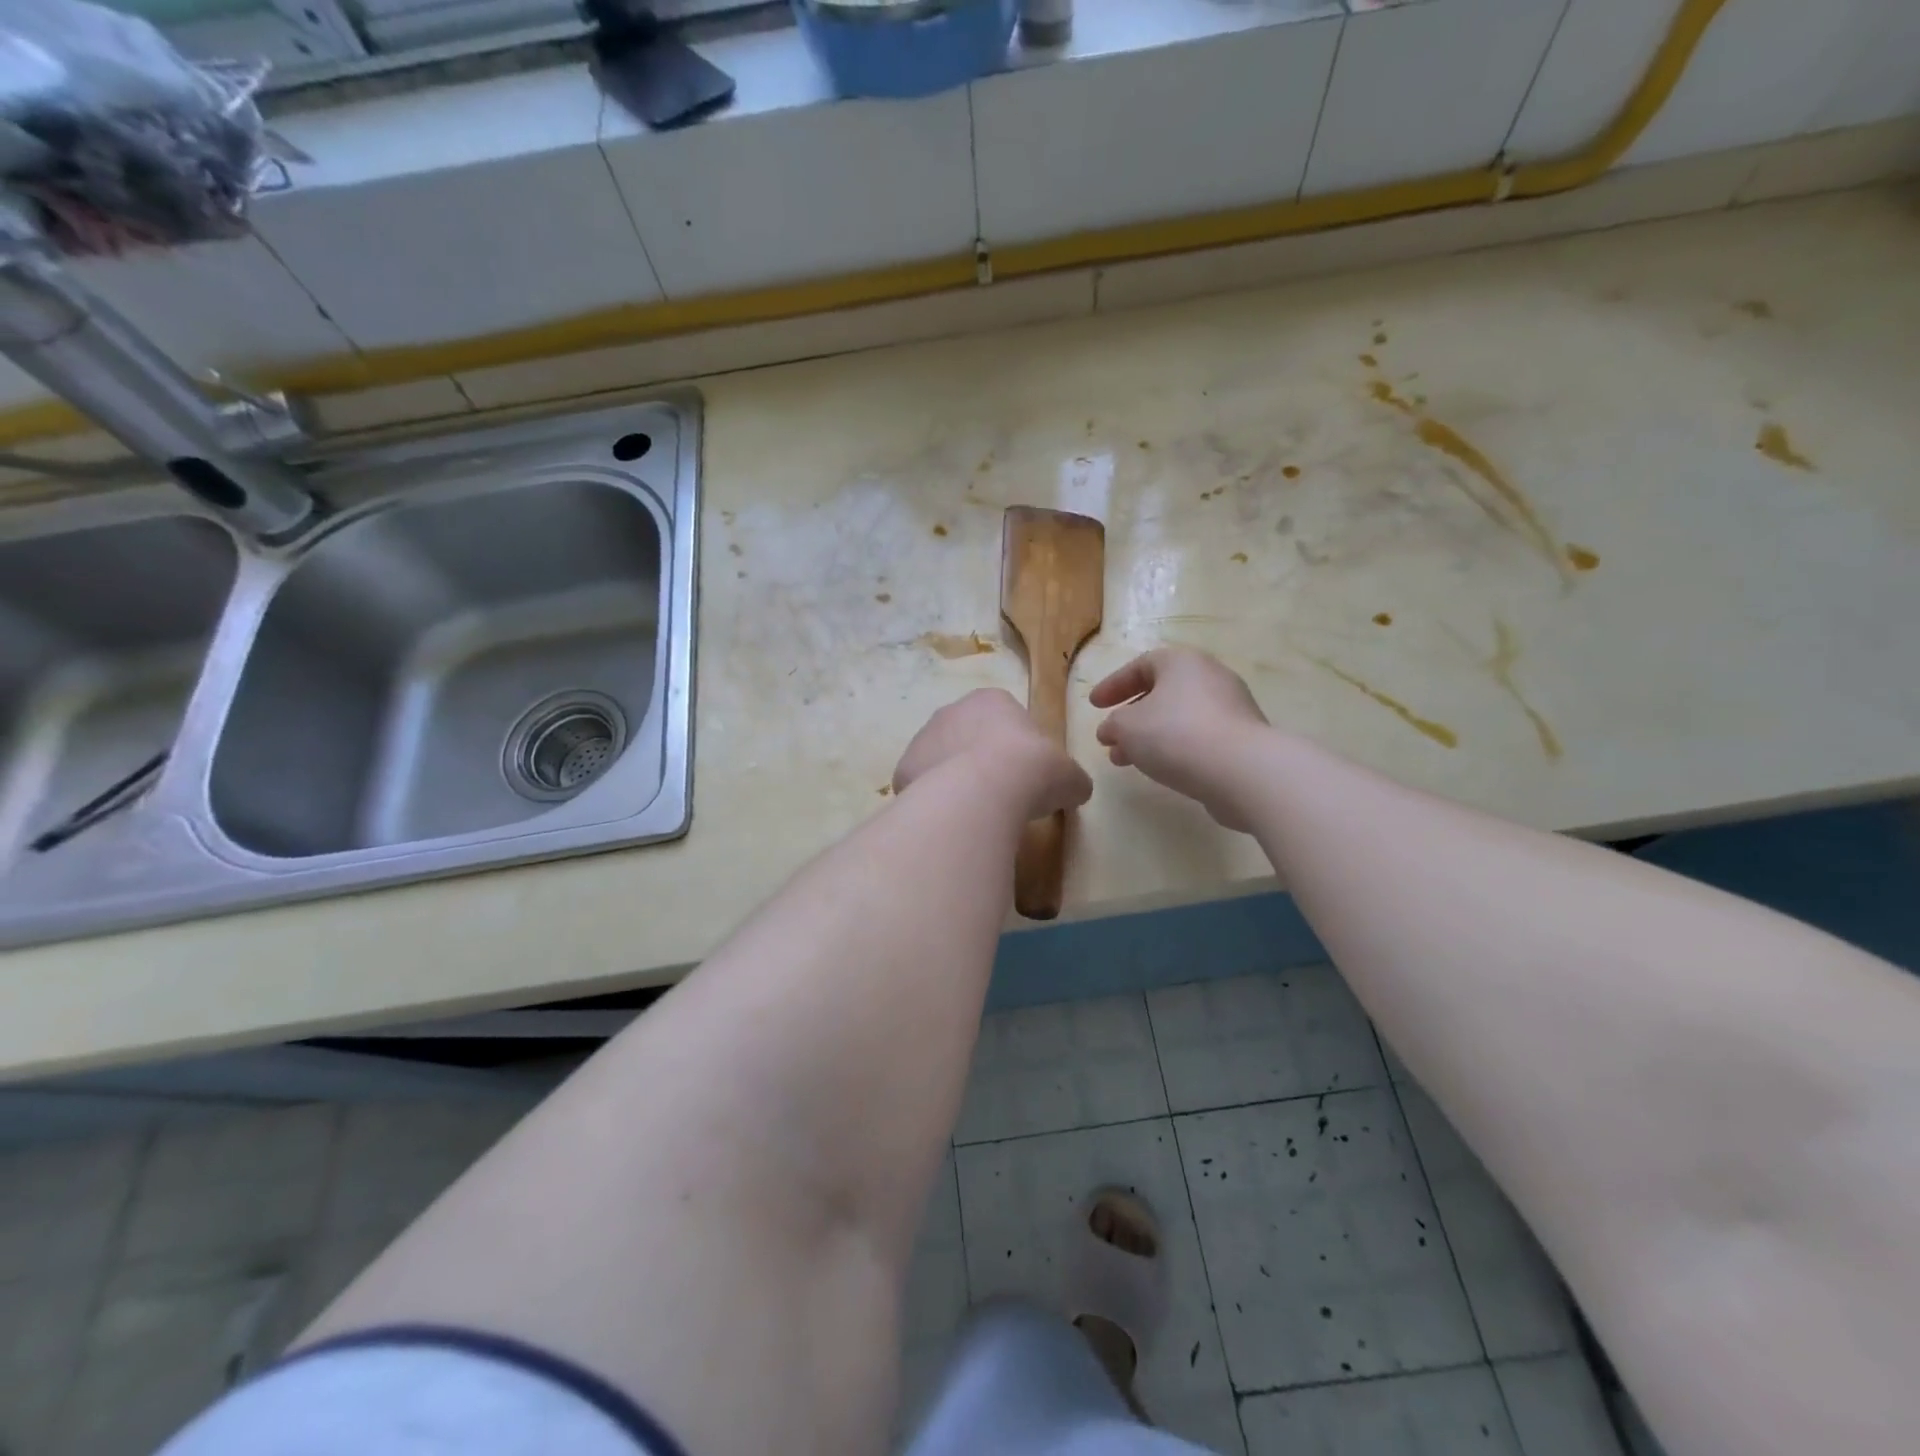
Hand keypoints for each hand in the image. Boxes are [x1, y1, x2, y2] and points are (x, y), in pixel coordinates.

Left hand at [893, 689, 1093, 821]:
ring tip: (974, 813)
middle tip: (999, 795)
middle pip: (967, 737)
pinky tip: (950, 820)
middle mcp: (951, 711)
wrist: (983, 792)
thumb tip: (1075, 790)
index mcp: (991, 700)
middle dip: (980, 761)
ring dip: (954, 780)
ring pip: (941, 761)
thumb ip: (1071, 779)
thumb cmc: (1032, 770)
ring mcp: (922, 739)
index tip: (1025, 776)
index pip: (1004, 718)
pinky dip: (933, 802)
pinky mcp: (903, 770)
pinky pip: (921, 787)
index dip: (1016, 748)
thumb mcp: (1069, 776)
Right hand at [1090, 648, 1269, 830]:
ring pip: (1179, 718)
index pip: (1140, 665)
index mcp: (1182, 662)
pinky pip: (1199, 737)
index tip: (1094, 706)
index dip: (1113, 685)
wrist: (1241, 770)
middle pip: (1162, 692)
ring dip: (1149, 736)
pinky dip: (1174, 748)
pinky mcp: (1242, 738)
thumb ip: (1113, 725)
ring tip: (1126, 761)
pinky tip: (1160, 769)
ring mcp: (1231, 707)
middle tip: (1110, 738)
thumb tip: (1111, 730)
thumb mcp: (1127, 727)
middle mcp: (1210, 676)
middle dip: (1131, 716)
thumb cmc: (1176, 735)